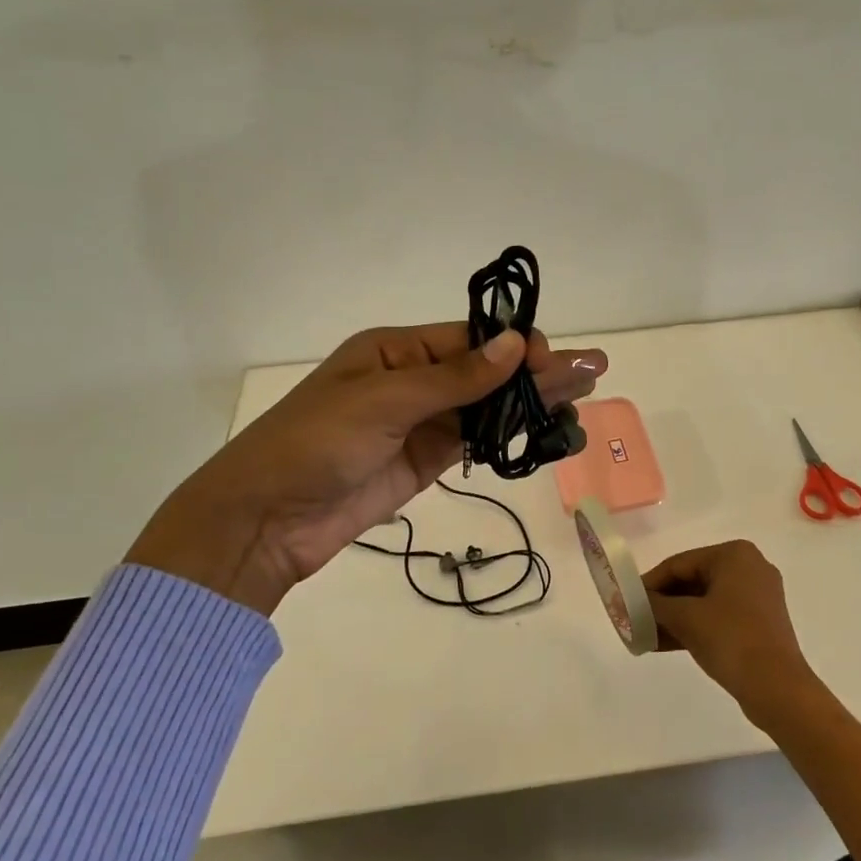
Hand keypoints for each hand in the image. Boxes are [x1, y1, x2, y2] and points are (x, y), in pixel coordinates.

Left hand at [125, 324, 606, 614]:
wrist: (266, 520)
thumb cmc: (316, 443)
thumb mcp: (384, 400)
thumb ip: (455, 378)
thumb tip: (516, 344)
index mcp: (395, 350)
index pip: (470, 340)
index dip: (515, 347)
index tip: (555, 360)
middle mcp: (413, 380)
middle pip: (487, 372)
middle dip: (538, 372)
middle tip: (594, 370)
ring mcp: (421, 424)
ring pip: (487, 407)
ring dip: (532, 403)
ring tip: (583, 399)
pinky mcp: (425, 463)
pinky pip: (475, 442)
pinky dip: (509, 436)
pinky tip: (545, 431)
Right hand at [643, 540, 819, 720]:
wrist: (777, 687)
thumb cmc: (730, 639)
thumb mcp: (685, 618)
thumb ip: (655, 604)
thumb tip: (633, 602)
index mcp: (734, 555)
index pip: (680, 563)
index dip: (650, 583)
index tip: (626, 601)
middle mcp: (749, 567)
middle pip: (692, 580)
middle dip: (662, 602)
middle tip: (635, 619)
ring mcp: (757, 596)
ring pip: (704, 601)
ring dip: (674, 618)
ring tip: (645, 636)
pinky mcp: (760, 622)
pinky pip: (718, 617)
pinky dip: (694, 627)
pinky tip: (664, 644)